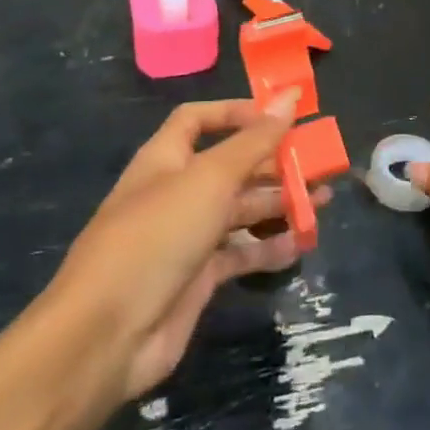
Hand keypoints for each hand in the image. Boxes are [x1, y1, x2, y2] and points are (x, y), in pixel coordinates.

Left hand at [47, 92, 328, 402]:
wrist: (108, 333)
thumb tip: (289, 95)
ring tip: (321, 201)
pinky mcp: (198, 277)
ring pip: (240, 210)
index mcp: (166, 159)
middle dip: (272, 162)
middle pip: (230, 166)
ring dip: (279, 203)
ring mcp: (186, 237)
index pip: (199, 120)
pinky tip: (300, 245)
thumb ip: (255, 140)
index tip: (280, 116)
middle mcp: (177, 192)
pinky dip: (268, 248)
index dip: (237, 113)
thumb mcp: (210, 178)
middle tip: (318, 163)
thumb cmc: (158, 235)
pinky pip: (240, 253)